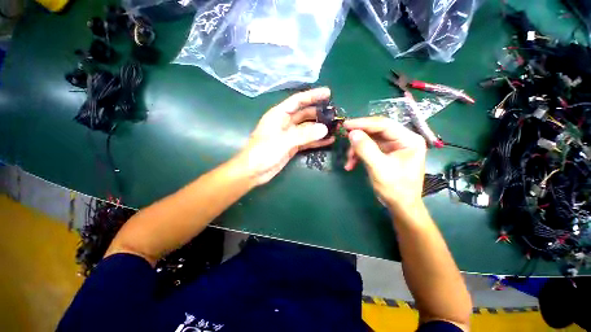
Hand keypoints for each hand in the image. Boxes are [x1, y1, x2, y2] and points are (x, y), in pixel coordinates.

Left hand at [237, 88, 335, 185]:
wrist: (253, 172)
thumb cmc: (262, 152)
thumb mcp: (282, 141)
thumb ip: (303, 135)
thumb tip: (324, 129)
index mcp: (278, 115)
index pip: (297, 101)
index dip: (312, 96)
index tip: (328, 93)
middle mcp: (285, 123)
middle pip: (304, 114)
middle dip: (319, 113)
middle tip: (335, 114)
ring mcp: (289, 136)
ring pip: (307, 128)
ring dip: (319, 128)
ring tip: (335, 127)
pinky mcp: (292, 147)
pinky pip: (307, 141)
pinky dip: (317, 141)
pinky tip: (329, 140)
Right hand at [343, 117, 426, 214]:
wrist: (400, 206)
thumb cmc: (395, 189)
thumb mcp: (379, 168)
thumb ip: (366, 149)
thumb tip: (352, 133)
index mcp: (408, 139)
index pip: (384, 124)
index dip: (363, 123)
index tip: (346, 125)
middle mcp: (402, 139)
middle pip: (376, 131)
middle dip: (359, 138)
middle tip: (344, 139)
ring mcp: (393, 146)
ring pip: (369, 140)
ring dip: (356, 149)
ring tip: (348, 161)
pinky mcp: (385, 153)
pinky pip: (368, 148)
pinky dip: (358, 155)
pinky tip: (351, 165)